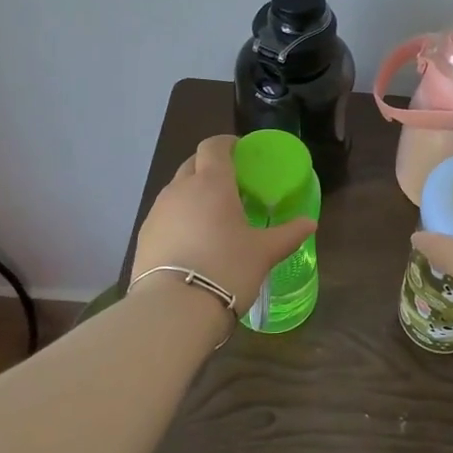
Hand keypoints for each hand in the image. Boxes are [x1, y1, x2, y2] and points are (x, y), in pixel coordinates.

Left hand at [133, 135, 315, 306]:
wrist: (174, 309)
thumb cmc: (227, 269)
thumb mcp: (264, 252)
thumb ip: (288, 234)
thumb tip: (309, 223)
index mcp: (212, 183)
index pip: (213, 146)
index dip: (227, 144)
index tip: (241, 152)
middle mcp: (180, 189)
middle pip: (193, 164)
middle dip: (210, 167)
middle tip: (231, 185)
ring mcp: (157, 212)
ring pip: (176, 190)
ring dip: (193, 193)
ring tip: (212, 216)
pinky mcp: (143, 236)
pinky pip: (165, 215)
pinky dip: (179, 218)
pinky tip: (192, 241)